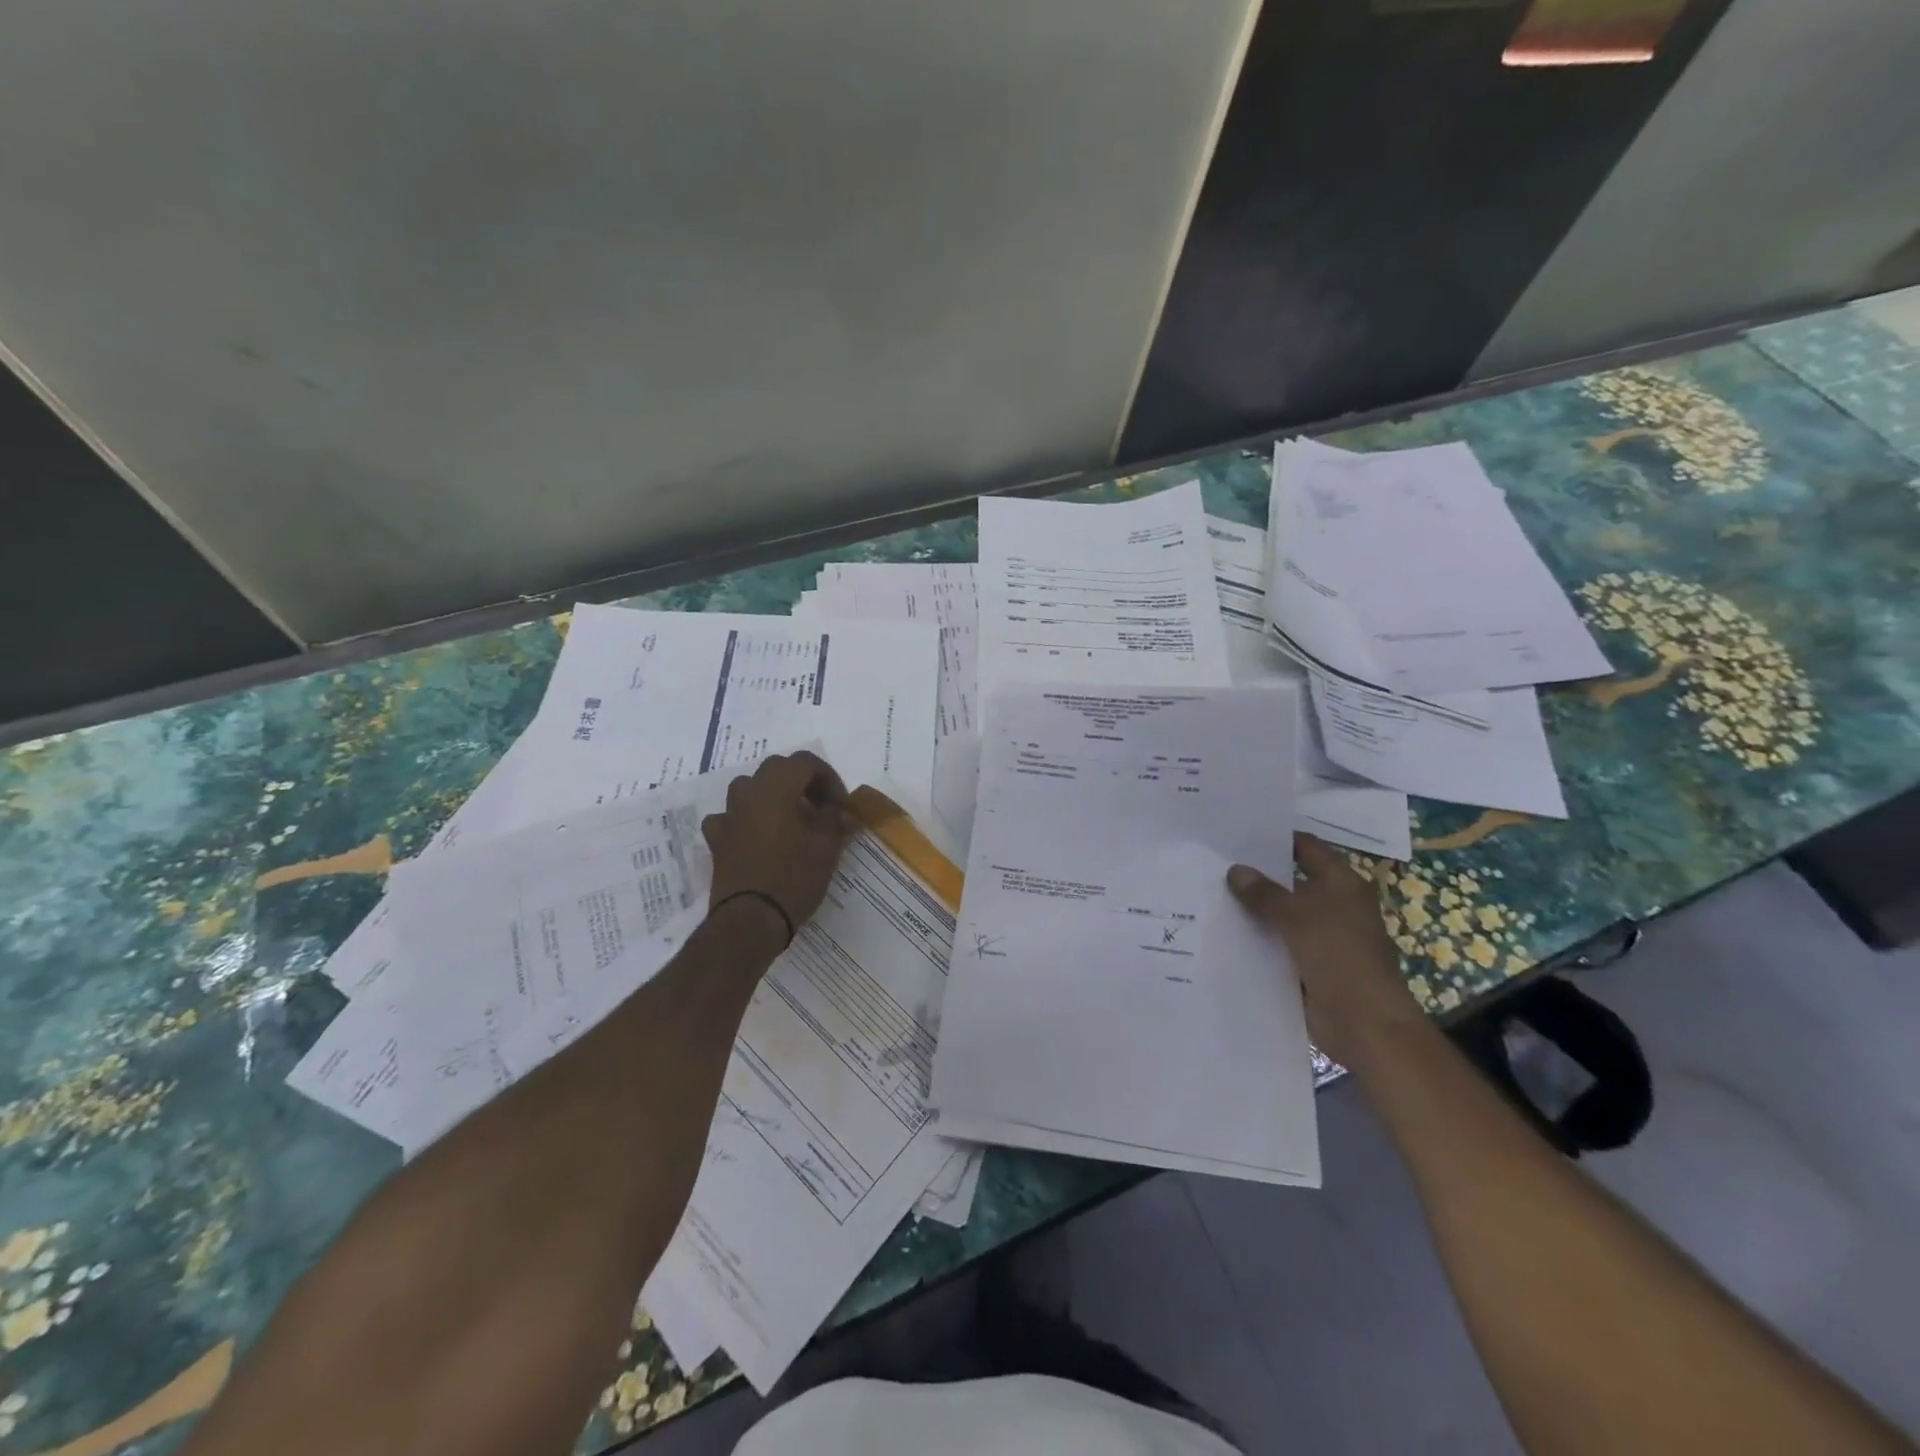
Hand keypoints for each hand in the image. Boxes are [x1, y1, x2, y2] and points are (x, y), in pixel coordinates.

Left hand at [703, 751, 859, 943]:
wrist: (750, 920)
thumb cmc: (794, 877)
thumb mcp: (826, 847)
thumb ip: (835, 820)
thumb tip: (841, 811)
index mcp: (776, 788)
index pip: (804, 762)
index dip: (828, 777)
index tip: (840, 804)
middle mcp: (747, 794)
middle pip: (776, 769)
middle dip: (802, 782)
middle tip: (821, 807)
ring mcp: (728, 816)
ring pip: (750, 789)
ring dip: (772, 796)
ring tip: (791, 819)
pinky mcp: (717, 841)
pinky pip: (731, 817)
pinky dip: (747, 820)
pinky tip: (757, 837)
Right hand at [1227, 834, 1424, 1067]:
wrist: (1364, 1022)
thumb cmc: (1338, 956)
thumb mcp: (1296, 916)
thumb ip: (1264, 893)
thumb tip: (1235, 870)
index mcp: (1341, 883)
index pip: (1306, 848)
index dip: (1276, 839)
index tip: (1238, 832)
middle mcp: (1334, 904)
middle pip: (1290, 880)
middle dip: (1257, 874)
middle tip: (1214, 862)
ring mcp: (1321, 935)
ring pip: (1281, 913)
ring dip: (1253, 908)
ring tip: (1209, 892)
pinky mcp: (1309, 963)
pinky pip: (1277, 942)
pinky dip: (1257, 937)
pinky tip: (1222, 930)